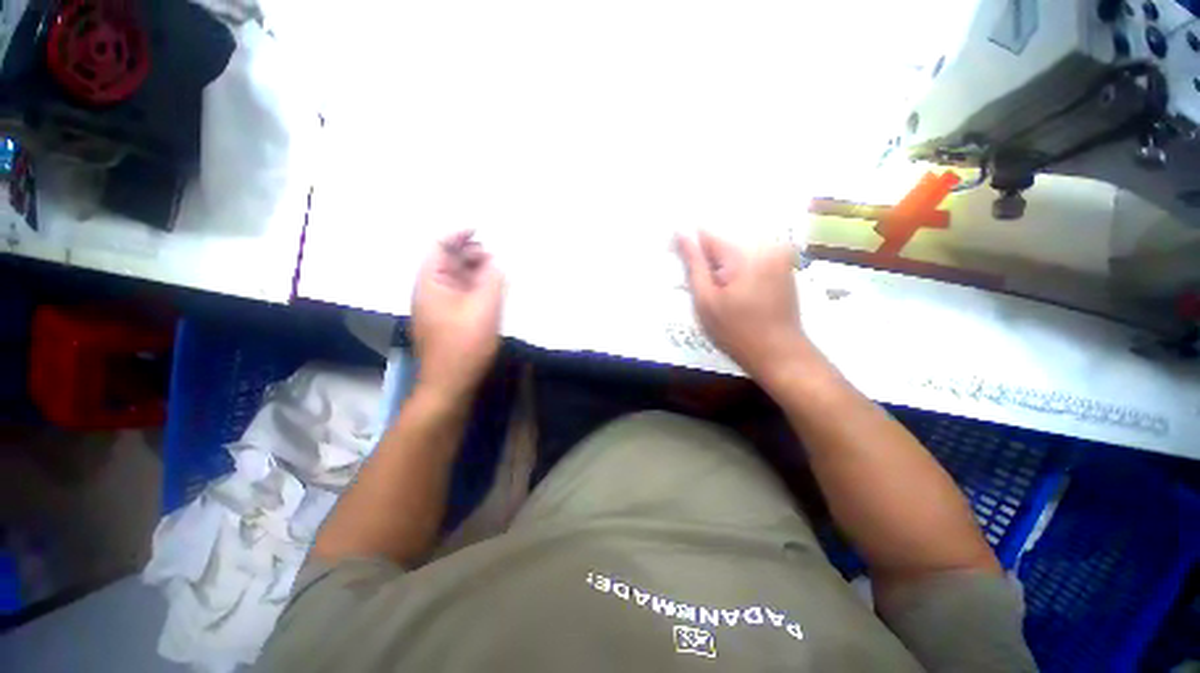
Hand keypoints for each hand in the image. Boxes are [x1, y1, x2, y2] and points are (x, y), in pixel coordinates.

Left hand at [411, 231, 504, 400]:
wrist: (450, 384)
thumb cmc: (464, 345)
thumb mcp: (484, 308)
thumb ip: (492, 280)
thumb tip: (496, 262)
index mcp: (431, 283)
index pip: (440, 247)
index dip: (459, 235)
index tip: (481, 230)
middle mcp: (431, 291)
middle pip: (448, 262)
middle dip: (471, 253)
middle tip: (496, 254)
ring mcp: (440, 307)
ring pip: (457, 279)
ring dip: (476, 271)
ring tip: (499, 271)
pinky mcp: (450, 320)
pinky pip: (463, 294)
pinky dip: (477, 287)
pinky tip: (493, 291)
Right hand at [675, 231, 815, 388]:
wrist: (780, 355)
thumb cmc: (737, 332)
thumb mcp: (706, 300)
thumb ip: (694, 264)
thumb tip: (681, 233)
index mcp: (745, 252)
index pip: (707, 235)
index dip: (691, 248)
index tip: (681, 265)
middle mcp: (767, 245)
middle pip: (724, 243)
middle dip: (709, 261)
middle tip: (705, 290)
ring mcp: (780, 256)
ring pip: (738, 252)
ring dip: (724, 268)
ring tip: (722, 296)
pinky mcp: (785, 267)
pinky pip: (753, 260)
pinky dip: (739, 272)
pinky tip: (738, 295)